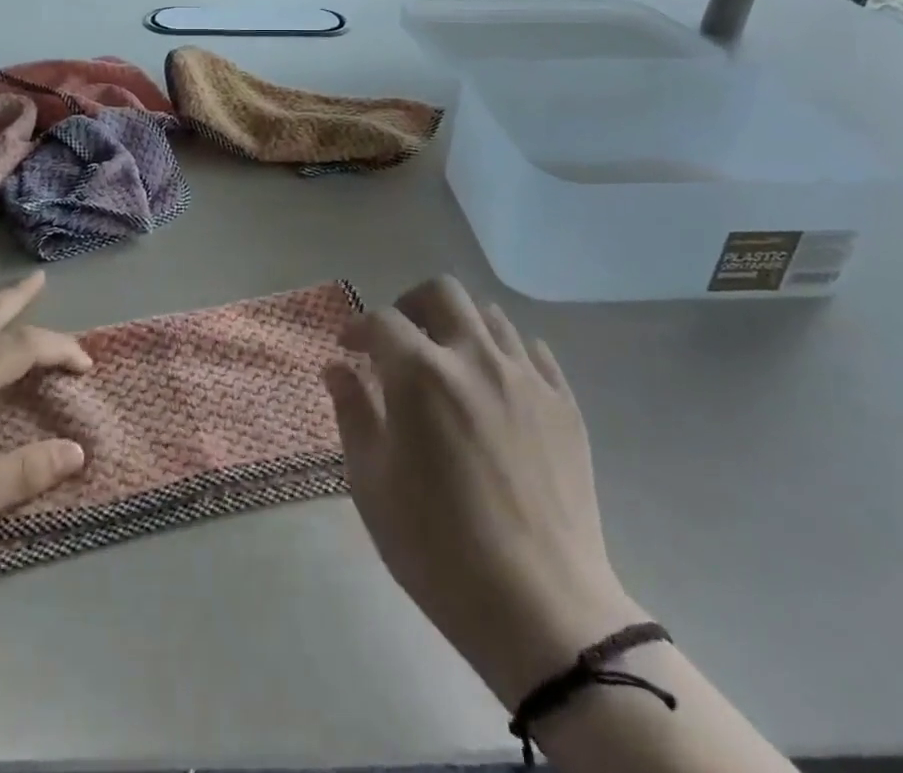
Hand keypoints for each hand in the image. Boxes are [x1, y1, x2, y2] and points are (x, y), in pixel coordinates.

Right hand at [324, 276, 642, 707]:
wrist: (541, 608)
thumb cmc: (438, 547)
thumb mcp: (372, 483)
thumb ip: (352, 412)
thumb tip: (337, 368)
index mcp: (421, 374)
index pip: (382, 320)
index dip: (359, 327)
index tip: (350, 348)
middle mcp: (475, 358)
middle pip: (441, 293)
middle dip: (411, 305)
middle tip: (400, 340)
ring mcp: (526, 377)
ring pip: (490, 315)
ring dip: (459, 327)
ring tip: (448, 362)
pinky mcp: (564, 403)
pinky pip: (532, 351)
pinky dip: (505, 353)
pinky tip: (495, 387)